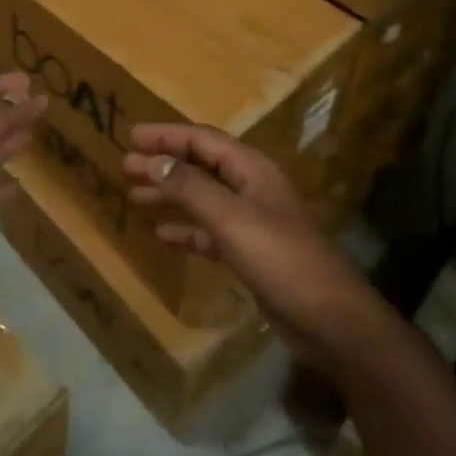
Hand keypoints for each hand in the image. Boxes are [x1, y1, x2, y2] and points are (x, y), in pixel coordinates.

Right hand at [122, 125, 387, 373]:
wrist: (330, 320)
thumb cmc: (281, 258)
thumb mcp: (231, 218)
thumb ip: (190, 187)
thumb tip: (152, 160)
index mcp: (252, 169)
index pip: (203, 140)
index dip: (166, 135)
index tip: (130, 136)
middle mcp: (251, 188)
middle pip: (201, 166)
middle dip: (164, 164)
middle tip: (125, 166)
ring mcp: (252, 222)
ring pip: (202, 199)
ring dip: (170, 195)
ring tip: (134, 196)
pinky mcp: (250, 253)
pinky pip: (210, 232)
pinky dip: (186, 230)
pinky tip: (162, 235)